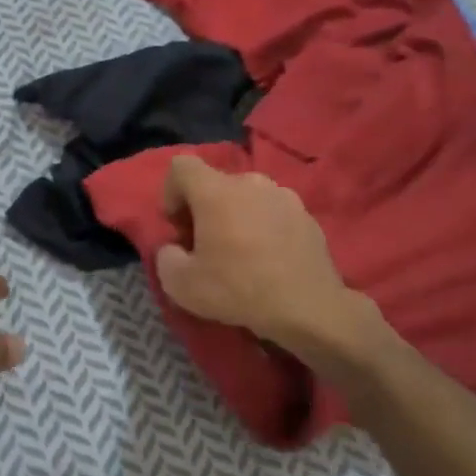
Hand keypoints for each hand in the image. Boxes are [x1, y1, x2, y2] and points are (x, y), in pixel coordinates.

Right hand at [157, 155, 387, 375]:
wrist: (310, 310)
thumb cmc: (238, 289)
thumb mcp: (180, 284)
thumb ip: (166, 257)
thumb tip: (175, 248)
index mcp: (216, 191)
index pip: (181, 165)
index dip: (171, 192)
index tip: (178, 227)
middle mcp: (250, 182)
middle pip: (215, 184)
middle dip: (204, 209)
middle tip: (206, 246)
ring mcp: (284, 196)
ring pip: (247, 197)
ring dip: (236, 217)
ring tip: (241, 253)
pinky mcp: (308, 216)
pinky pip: (273, 213)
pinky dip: (264, 228)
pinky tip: (269, 261)